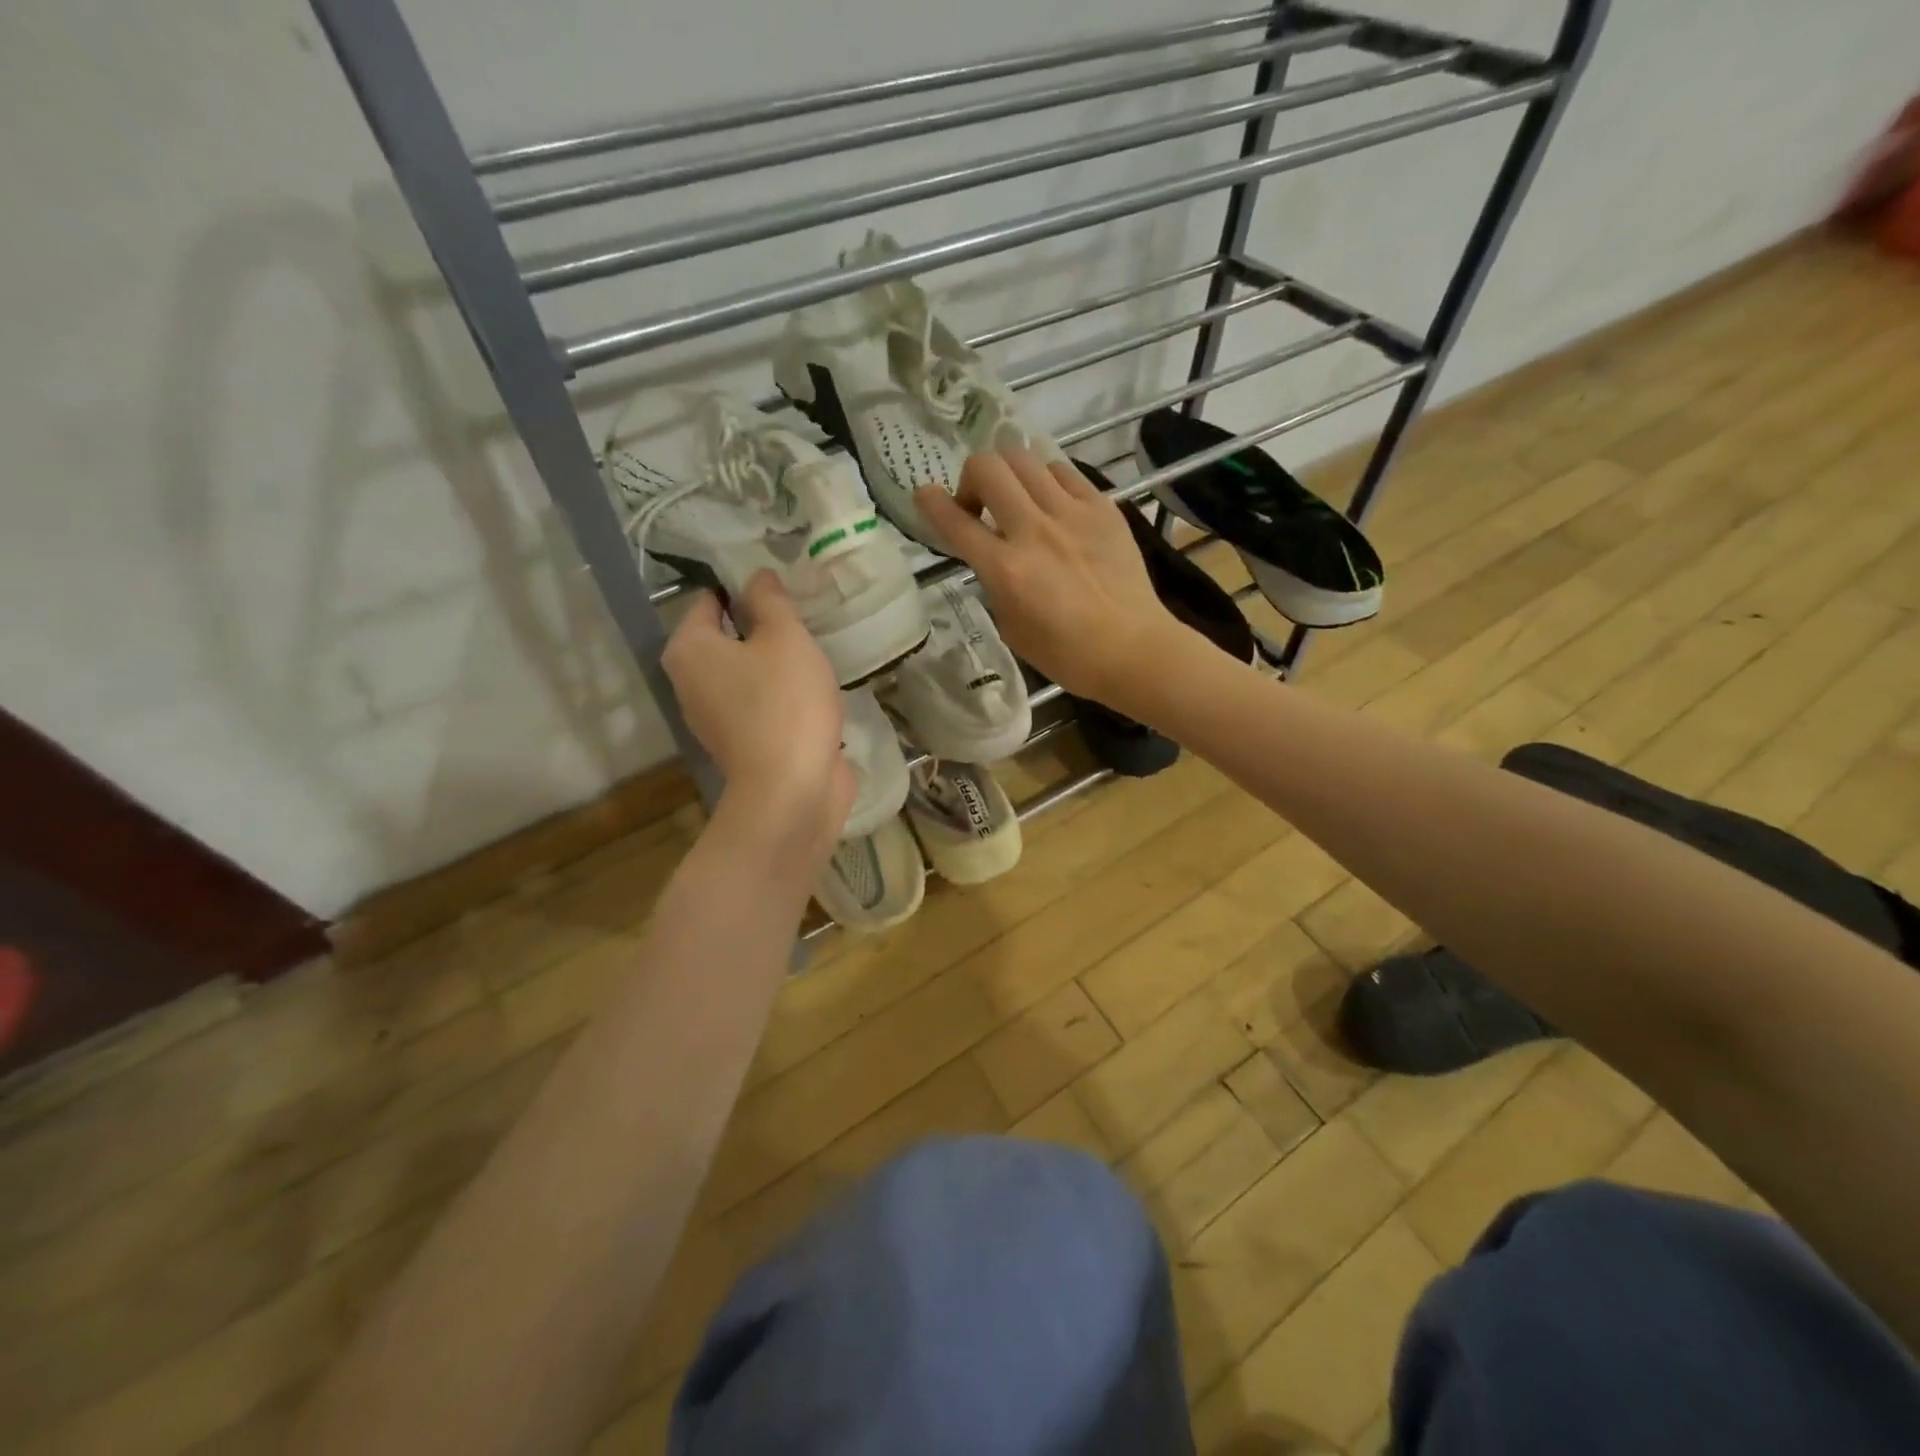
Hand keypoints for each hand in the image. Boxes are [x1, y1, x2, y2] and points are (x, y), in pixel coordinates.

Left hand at [661, 572, 854, 873]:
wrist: (792, 791)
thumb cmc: (785, 704)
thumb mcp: (786, 638)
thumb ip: (770, 600)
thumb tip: (757, 576)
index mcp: (689, 649)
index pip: (709, 599)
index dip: (745, 588)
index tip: (784, 590)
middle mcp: (690, 681)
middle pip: (727, 636)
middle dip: (764, 628)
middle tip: (804, 619)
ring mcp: (714, 716)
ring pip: (746, 672)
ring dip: (776, 663)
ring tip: (814, 653)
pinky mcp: (742, 742)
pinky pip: (760, 703)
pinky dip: (781, 695)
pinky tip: (812, 691)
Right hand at [917, 451, 1189, 706]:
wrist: (1132, 648)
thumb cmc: (1067, 653)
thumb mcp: (1011, 627)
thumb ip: (994, 583)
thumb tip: (991, 557)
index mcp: (1006, 569)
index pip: (955, 522)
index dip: (930, 503)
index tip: (924, 495)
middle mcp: (1033, 531)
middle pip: (987, 467)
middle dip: (971, 479)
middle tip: (980, 505)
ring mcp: (1071, 513)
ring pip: (1024, 458)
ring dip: (1008, 473)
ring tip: (1018, 499)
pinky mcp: (1102, 507)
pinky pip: (1063, 471)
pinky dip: (1046, 479)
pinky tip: (1052, 503)